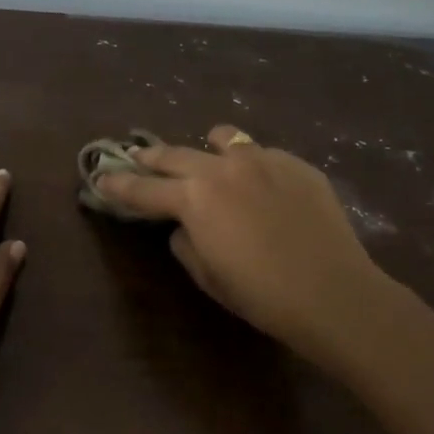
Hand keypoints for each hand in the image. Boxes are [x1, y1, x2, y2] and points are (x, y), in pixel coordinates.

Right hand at [93, 125, 390, 361]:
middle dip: (151, 157)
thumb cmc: (261, 294)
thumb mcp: (208, 275)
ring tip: (206, 156)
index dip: (117, 185)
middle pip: (175, 154)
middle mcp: (222, 167)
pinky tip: (260, 184)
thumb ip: (185, 242)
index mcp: (194, 198)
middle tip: (137, 156)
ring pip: (223, 138)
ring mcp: (263, 159)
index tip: (100, 178)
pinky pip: (262, 153)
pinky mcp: (296, 163)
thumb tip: (184, 225)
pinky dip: (249, 163)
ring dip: (205, 148)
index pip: (143, 189)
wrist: (333, 291)